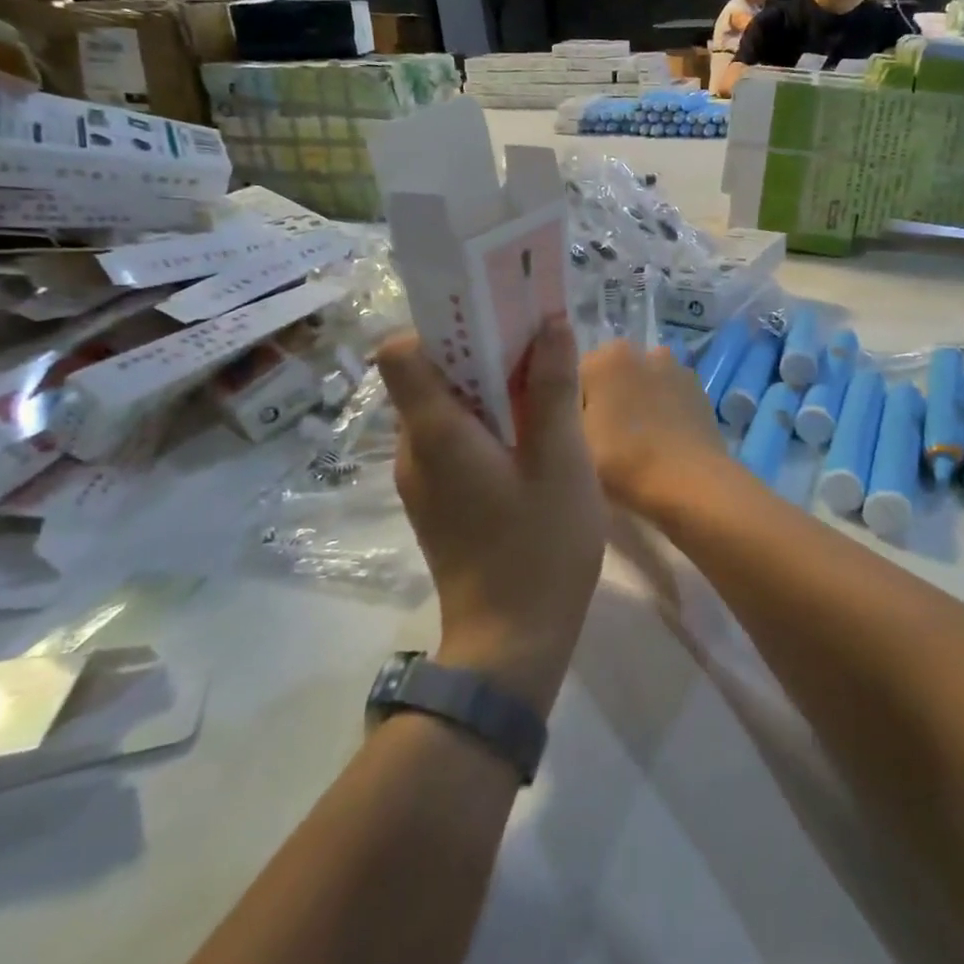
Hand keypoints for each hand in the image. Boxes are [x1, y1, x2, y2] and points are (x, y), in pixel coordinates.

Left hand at [376, 318, 606, 711]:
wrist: (511, 646)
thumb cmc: (540, 547)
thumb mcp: (561, 460)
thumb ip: (553, 387)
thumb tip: (550, 321)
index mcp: (435, 432)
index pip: (402, 352)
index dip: (442, 325)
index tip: (494, 317)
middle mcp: (414, 448)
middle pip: (430, 374)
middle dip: (480, 350)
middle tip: (537, 347)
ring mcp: (422, 478)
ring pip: (445, 407)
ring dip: (488, 388)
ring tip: (543, 391)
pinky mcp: (437, 500)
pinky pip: (453, 439)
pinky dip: (486, 424)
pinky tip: (532, 440)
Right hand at [579, 340, 728, 512]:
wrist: (692, 485)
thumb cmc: (624, 462)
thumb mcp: (573, 440)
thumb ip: (563, 410)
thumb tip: (570, 402)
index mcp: (607, 357)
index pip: (575, 373)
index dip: (572, 405)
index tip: (576, 434)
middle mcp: (643, 351)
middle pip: (611, 374)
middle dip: (606, 398)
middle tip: (603, 440)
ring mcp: (676, 369)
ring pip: (641, 383)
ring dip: (635, 402)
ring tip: (635, 443)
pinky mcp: (699, 391)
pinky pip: (668, 396)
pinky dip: (661, 410)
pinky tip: (661, 441)